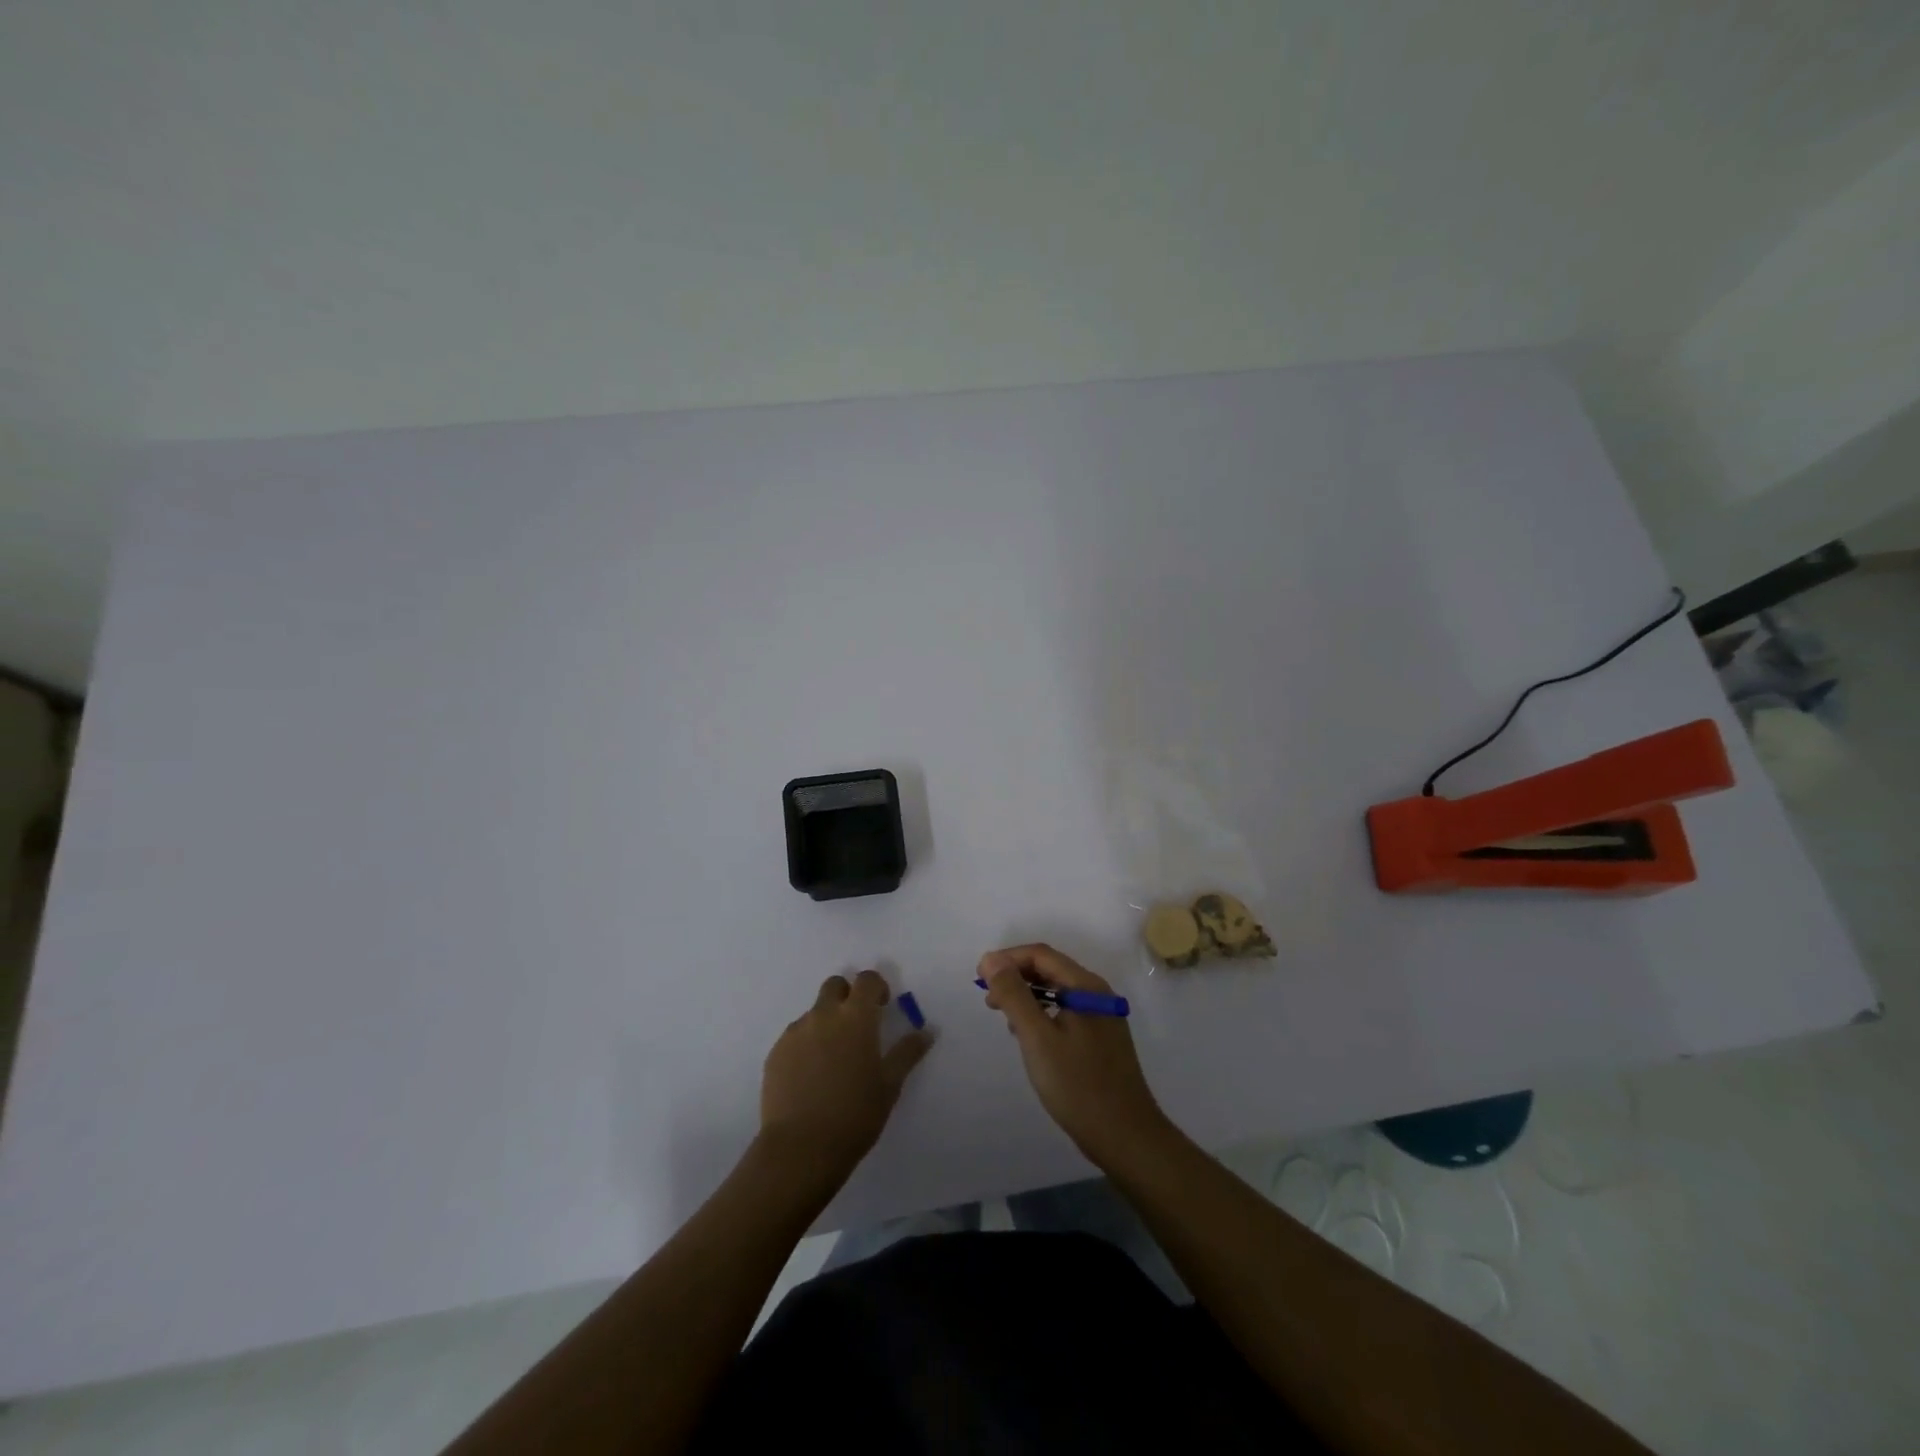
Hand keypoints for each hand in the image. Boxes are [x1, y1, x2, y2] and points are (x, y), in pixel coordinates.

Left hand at [759, 970, 931, 1180]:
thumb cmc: (855, 1115)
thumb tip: (928, 1031)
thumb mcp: (889, 1085)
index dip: (876, 988)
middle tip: (857, 1027)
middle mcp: (824, 1015)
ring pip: (814, 1012)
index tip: (882, 1008)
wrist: (801, 1149)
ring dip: (826, 1023)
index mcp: (856, 1017)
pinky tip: (811, 1077)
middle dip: (847, 996)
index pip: (867, 980)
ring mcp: (796, 1032)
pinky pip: (795, 1036)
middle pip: (835, 986)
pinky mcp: (776, 1052)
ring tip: (833, 1061)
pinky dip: (806, 1045)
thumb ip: (908, 1052)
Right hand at [979, 944, 1172, 1171]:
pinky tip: (1029, 1037)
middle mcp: (1096, 994)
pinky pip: (1065, 1012)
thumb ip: (1014, 995)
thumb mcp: (1037, 1037)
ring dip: (1027, 996)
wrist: (1126, 1137)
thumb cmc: (1078, 1085)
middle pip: (1050, 969)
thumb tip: (990, 960)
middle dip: (1016, 977)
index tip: (980, 977)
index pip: (1041, 955)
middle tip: (989, 999)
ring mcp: (1101, 1017)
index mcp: (1086, 986)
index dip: (1007, 959)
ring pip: (1057, 992)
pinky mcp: (1100, 1040)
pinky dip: (1042, 1014)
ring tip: (1004, 1018)